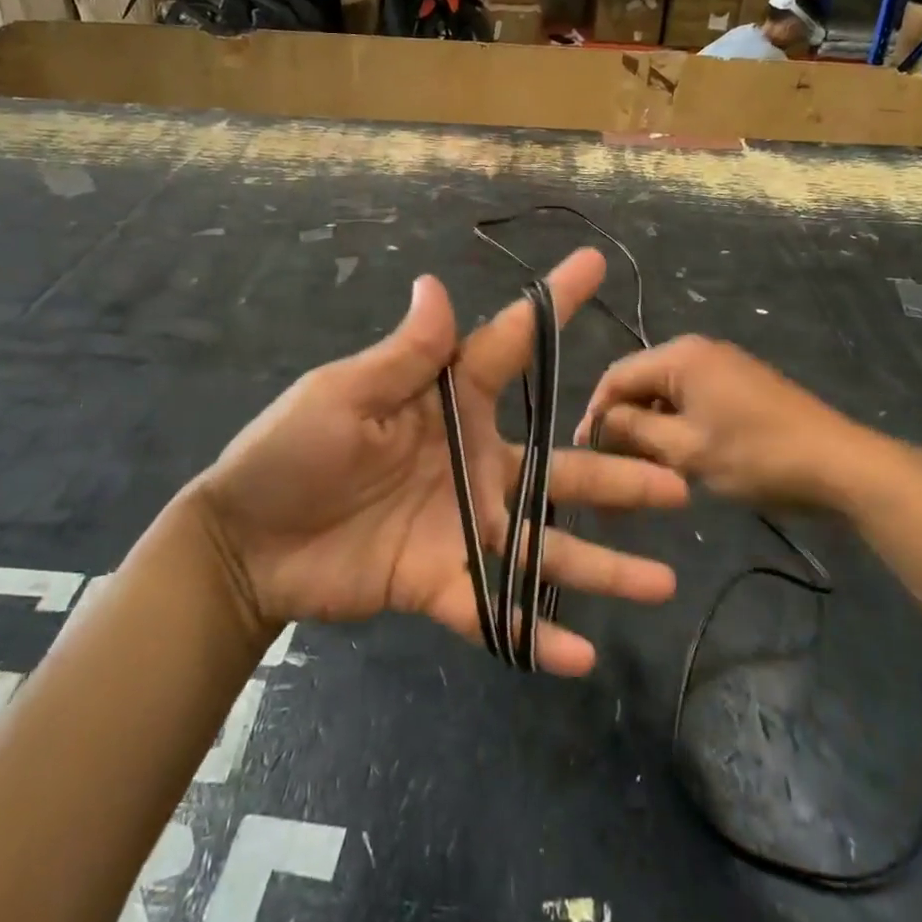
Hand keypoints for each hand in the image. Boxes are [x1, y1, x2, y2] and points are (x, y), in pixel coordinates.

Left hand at [176, 249, 687, 675]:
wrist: (245, 542)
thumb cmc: (290, 452)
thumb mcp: (344, 395)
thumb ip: (403, 354)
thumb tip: (436, 284)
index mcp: (449, 405)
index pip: (510, 345)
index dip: (554, 305)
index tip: (595, 265)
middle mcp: (472, 463)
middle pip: (557, 468)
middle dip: (616, 475)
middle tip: (677, 483)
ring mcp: (461, 525)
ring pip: (544, 545)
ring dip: (600, 566)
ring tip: (660, 583)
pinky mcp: (439, 580)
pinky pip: (495, 609)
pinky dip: (534, 633)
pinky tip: (580, 656)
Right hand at [577, 336, 914, 515]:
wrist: (840, 466)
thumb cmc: (757, 456)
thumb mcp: (686, 449)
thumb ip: (634, 431)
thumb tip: (600, 421)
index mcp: (681, 356)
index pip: (617, 376)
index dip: (596, 412)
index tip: (583, 452)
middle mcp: (698, 351)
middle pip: (640, 383)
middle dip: (622, 422)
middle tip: (609, 466)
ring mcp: (723, 367)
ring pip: (665, 395)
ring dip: (649, 428)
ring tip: (640, 467)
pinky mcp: (740, 387)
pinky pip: (691, 401)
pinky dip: (676, 427)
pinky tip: (675, 458)